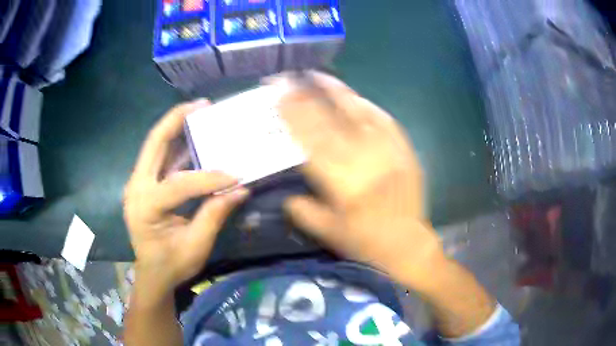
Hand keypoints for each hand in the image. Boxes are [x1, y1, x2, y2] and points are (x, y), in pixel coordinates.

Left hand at [123, 100, 247, 294]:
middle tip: (200, 105)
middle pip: (154, 144)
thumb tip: (241, 190)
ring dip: (176, 127)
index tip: (236, 177)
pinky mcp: (144, 184)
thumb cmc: (171, 264)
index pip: (178, 185)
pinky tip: (192, 136)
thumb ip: (214, 215)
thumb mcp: (196, 246)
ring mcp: (137, 184)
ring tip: (197, 111)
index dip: (209, 179)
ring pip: (155, 146)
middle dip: (176, 120)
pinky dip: (176, 144)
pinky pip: (159, 158)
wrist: (152, 274)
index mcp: (145, 208)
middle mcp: (136, 188)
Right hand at [272, 73, 442, 283]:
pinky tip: (354, 96)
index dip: (293, 116)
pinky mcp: (404, 150)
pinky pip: (384, 120)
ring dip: (335, 92)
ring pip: (357, 114)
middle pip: (330, 121)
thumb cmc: (365, 242)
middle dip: (308, 97)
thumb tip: (286, 195)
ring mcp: (387, 152)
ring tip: (318, 76)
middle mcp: (363, 161)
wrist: (408, 244)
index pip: (311, 141)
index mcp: (341, 184)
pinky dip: (367, 106)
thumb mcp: (328, 234)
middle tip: (292, 79)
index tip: (280, 98)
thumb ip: (303, 212)